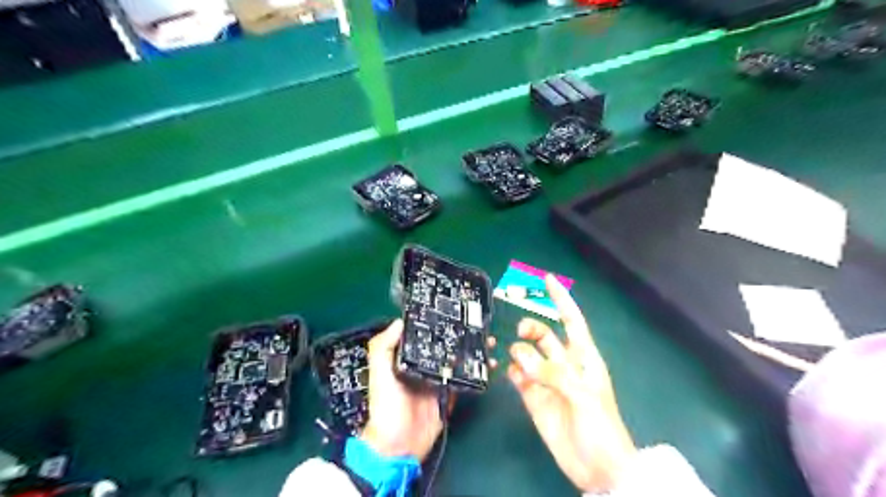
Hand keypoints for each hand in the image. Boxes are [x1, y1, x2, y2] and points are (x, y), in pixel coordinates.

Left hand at [360, 320, 497, 460]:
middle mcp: (423, 365)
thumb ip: (383, 348)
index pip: (423, 335)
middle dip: (461, 335)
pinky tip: (489, 364)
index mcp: (406, 358)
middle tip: (478, 324)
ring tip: (489, 340)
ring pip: (458, 360)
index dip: (436, 322)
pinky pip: (465, 380)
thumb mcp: (379, 375)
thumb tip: (399, 321)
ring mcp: (438, 380)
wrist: (399, 447)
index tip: (452, 309)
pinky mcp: (449, 394)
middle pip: (445, 345)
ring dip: (472, 350)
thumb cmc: (386, 408)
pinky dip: (477, 372)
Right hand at [506, 275, 636, 494]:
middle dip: (532, 328)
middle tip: (522, 333)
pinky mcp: (534, 398)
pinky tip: (513, 376)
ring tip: (520, 365)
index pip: (572, 321)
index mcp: (584, 358)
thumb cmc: (601, 427)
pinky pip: (519, 377)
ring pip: (528, 354)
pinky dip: (513, 372)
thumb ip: (553, 373)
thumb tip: (520, 358)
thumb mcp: (583, 396)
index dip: (561, 299)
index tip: (547, 279)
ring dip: (520, 352)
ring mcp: (547, 381)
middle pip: (544, 335)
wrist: (597, 467)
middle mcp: (564, 364)